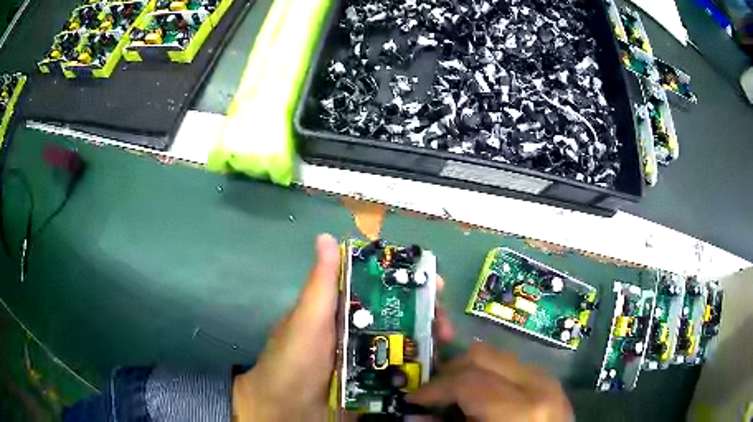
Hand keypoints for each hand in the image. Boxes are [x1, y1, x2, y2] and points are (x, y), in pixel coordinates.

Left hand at [231, 233, 453, 420]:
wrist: (287, 408)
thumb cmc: (294, 359)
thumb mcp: (307, 319)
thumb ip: (320, 284)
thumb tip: (325, 236)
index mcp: (344, 311)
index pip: (382, 289)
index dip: (409, 283)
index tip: (434, 283)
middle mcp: (360, 332)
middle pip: (401, 317)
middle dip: (428, 316)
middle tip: (446, 325)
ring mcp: (369, 359)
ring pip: (406, 344)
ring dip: (429, 343)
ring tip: (446, 348)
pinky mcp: (375, 383)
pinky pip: (403, 372)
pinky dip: (421, 369)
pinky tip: (438, 369)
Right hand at [407, 342, 572, 421]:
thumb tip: (415, 414)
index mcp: (520, 408)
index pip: (467, 381)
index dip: (433, 388)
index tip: (413, 398)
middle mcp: (537, 384)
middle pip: (482, 356)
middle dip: (449, 371)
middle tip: (432, 392)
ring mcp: (547, 378)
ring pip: (497, 356)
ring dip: (469, 370)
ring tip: (455, 392)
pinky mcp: (550, 380)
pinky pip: (512, 366)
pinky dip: (489, 375)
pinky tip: (482, 395)